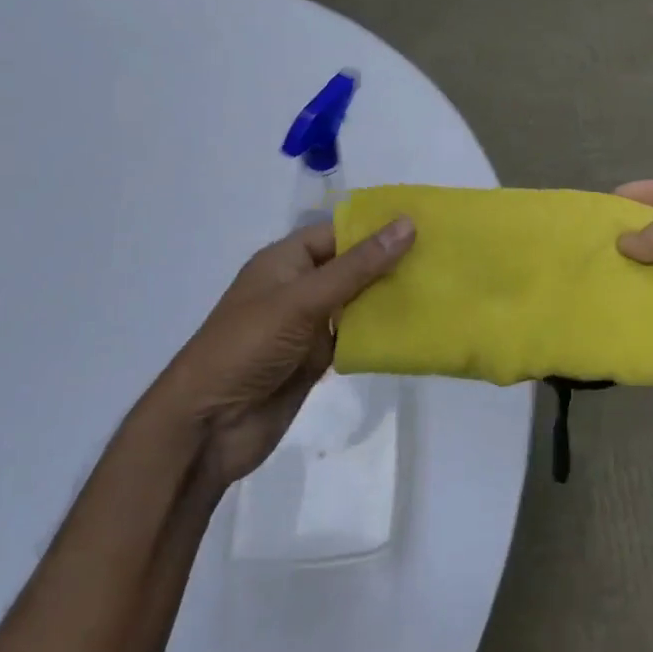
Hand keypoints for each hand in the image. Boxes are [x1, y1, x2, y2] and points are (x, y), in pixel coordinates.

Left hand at [160, 215, 414, 485]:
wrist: (208, 427)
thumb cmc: (247, 346)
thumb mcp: (303, 299)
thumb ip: (357, 266)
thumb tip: (406, 224)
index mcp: (286, 260)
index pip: (339, 232)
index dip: (378, 227)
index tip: (425, 224)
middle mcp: (299, 287)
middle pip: (353, 266)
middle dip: (391, 262)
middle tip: (444, 257)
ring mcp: (308, 325)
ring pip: (358, 302)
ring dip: (390, 298)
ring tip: (440, 288)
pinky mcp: (317, 359)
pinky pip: (355, 337)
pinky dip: (380, 333)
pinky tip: (416, 328)